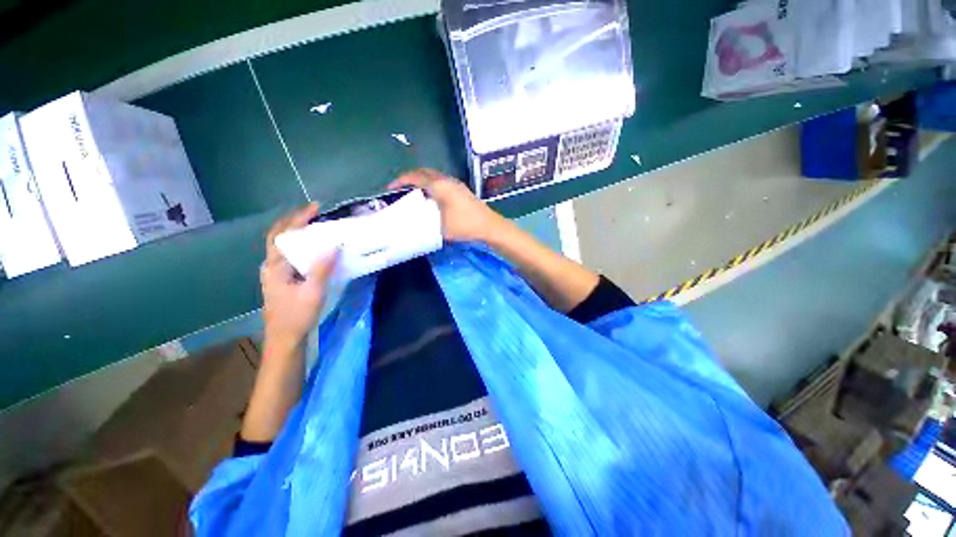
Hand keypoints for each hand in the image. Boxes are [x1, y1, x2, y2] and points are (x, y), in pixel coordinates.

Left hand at [261, 203, 336, 352]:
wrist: (285, 339)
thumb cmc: (297, 316)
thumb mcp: (313, 292)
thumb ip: (322, 268)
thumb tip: (333, 245)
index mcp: (275, 266)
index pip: (284, 234)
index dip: (298, 218)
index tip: (316, 208)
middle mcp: (271, 266)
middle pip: (278, 236)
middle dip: (294, 221)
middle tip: (314, 213)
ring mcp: (274, 274)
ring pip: (282, 246)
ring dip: (295, 232)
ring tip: (314, 226)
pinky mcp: (281, 280)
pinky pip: (289, 255)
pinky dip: (299, 245)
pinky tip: (312, 249)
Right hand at [388, 168, 505, 242]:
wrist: (489, 227)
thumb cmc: (464, 225)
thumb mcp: (440, 227)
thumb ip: (424, 223)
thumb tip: (412, 223)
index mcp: (439, 186)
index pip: (415, 177)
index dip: (401, 181)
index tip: (390, 188)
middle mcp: (447, 181)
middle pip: (424, 173)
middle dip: (410, 178)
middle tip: (401, 188)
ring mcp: (456, 185)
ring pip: (434, 177)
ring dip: (422, 182)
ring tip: (413, 194)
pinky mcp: (462, 191)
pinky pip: (441, 183)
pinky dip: (431, 187)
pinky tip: (430, 199)